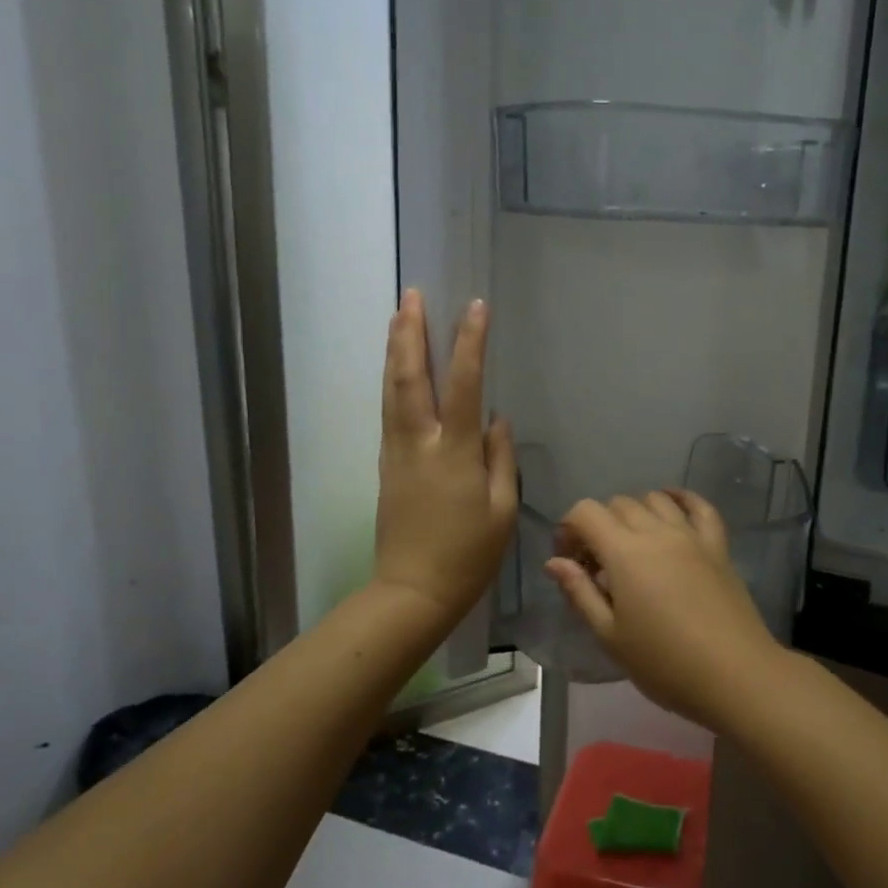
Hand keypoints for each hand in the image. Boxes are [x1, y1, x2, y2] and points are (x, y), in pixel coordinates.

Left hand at [373, 290, 517, 627]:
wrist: (413, 592)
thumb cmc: (468, 556)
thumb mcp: (502, 510)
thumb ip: (500, 458)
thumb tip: (495, 419)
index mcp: (453, 453)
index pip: (463, 384)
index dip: (469, 343)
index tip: (475, 307)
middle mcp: (418, 443)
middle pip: (409, 376)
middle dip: (410, 332)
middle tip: (411, 295)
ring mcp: (396, 453)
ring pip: (391, 390)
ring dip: (394, 349)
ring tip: (397, 315)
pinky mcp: (386, 465)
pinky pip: (388, 410)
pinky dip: (392, 380)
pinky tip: (396, 368)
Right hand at [545, 491, 785, 730]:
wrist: (734, 675)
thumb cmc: (664, 663)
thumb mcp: (610, 636)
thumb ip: (580, 593)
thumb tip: (555, 562)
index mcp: (625, 553)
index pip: (586, 512)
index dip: (569, 528)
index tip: (569, 559)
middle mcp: (657, 532)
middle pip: (619, 504)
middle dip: (599, 524)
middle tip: (597, 563)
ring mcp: (691, 535)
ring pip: (655, 500)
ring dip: (635, 512)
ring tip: (632, 545)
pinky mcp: (717, 545)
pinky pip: (700, 507)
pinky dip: (681, 499)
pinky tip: (672, 506)